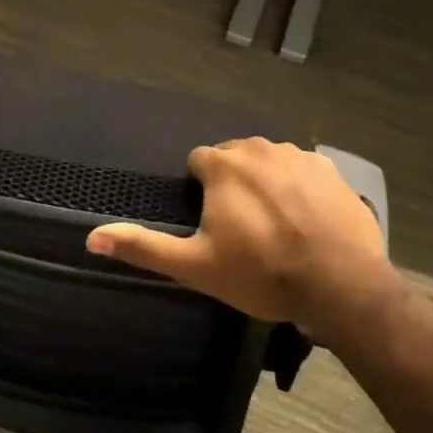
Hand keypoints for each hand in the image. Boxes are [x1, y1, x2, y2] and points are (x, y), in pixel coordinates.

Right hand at [87, 138, 396, 332]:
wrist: (340, 284)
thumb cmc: (261, 273)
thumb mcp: (195, 266)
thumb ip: (144, 247)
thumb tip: (91, 237)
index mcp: (223, 166)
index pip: (199, 161)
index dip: (202, 191)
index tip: (213, 222)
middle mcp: (258, 148)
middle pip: (235, 158)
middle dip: (234, 184)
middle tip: (244, 228)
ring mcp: (299, 155)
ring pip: (270, 161)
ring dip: (267, 183)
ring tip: (277, 225)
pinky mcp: (331, 169)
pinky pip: (304, 170)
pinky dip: (301, 187)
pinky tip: (308, 220)